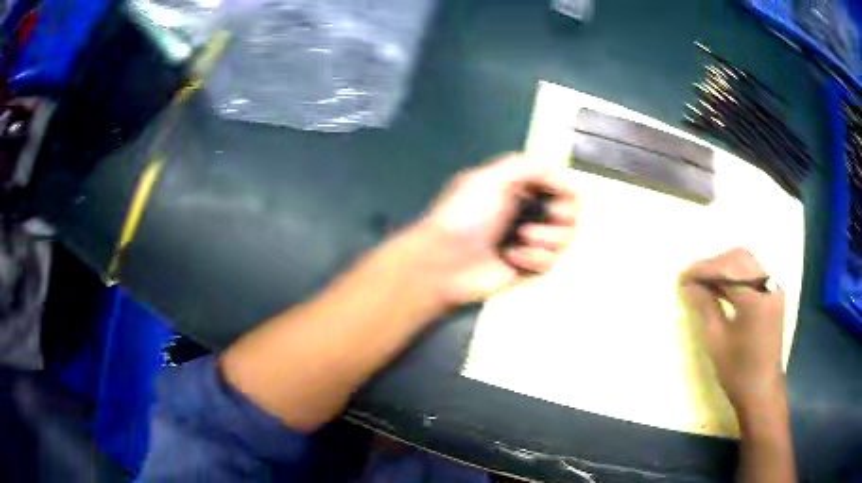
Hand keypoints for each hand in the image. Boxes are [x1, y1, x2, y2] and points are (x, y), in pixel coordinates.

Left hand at [405, 153, 577, 307]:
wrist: (445, 262)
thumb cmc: (466, 215)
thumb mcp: (493, 177)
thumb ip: (531, 167)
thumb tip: (567, 183)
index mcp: (519, 186)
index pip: (560, 184)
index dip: (563, 190)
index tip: (555, 195)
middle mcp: (528, 210)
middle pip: (571, 212)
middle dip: (560, 215)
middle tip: (544, 217)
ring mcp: (531, 240)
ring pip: (566, 238)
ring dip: (545, 238)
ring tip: (519, 238)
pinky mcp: (529, 267)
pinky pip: (551, 262)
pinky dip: (533, 259)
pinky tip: (510, 258)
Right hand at [679, 248, 785, 413]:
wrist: (761, 389)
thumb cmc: (737, 370)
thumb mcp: (716, 340)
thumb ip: (705, 306)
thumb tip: (689, 285)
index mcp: (755, 299)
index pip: (727, 270)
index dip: (703, 269)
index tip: (683, 276)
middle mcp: (768, 286)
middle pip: (738, 258)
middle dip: (714, 264)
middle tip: (693, 278)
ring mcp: (773, 289)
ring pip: (746, 263)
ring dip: (724, 268)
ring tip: (704, 282)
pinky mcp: (773, 295)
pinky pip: (753, 274)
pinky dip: (735, 275)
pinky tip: (722, 287)